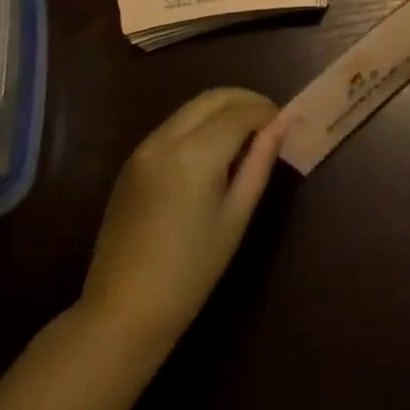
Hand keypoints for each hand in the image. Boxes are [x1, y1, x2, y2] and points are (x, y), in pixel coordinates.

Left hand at [77, 88, 283, 359]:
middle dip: (246, 101)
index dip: (268, 113)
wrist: (123, 310)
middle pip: (214, 98)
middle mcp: (166, 139)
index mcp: (196, 154)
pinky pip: (174, 125)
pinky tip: (214, 152)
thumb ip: (259, 163)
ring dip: (222, 110)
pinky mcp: (132, 161)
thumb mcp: (236, 216)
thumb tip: (281, 125)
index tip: (286, 124)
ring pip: (192, 108)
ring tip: (246, 136)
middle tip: (270, 122)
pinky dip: (200, 124)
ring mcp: (144, 147)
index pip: (241, 113)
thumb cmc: (192, 271)